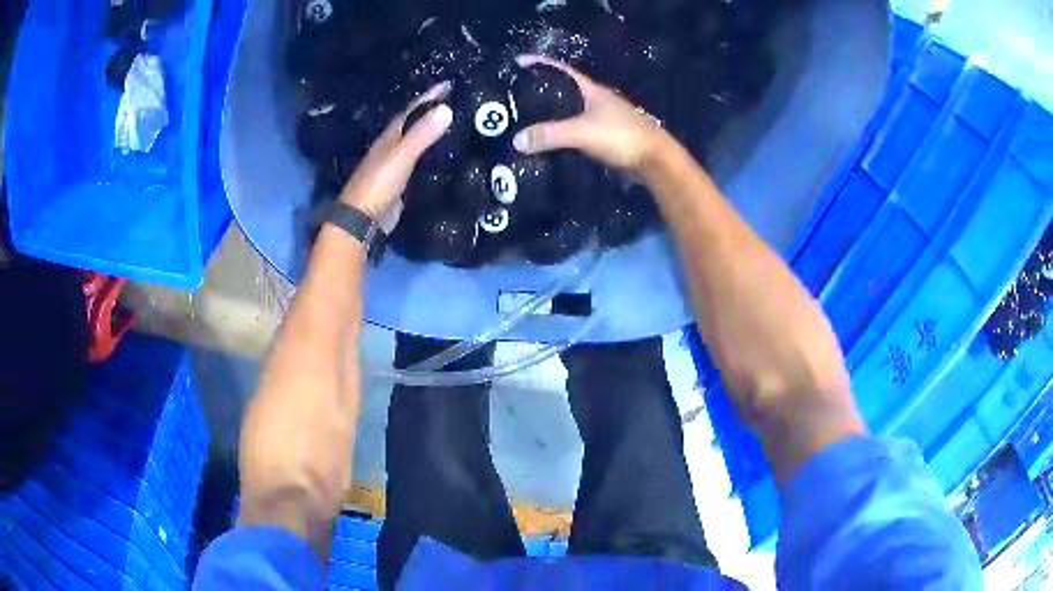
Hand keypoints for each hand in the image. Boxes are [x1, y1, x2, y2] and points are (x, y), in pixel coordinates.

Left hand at [339, 82, 453, 231]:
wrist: (361, 220)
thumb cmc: (379, 184)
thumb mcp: (402, 156)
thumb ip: (422, 134)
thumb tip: (447, 108)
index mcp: (389, 137)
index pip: (411, 111)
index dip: (428, 97)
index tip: (447, 84)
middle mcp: (389, 147)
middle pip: (411, 124)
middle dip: (429, 112)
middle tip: (451, 101)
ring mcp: (392, 166)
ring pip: (414, 143)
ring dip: (428, 132)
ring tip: (450, 125)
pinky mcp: (398, 183)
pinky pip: (416, 162)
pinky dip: (427, 154)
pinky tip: (439, 156)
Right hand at [511, 55, 663, 173]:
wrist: (654, 160)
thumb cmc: (621, 136)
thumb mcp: (582, 132)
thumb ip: (550, 134)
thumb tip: (517, 140)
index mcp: (590, 89)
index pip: (560, 69)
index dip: (539, 63)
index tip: (518, 61)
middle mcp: (594, 100)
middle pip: (562, 89)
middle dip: (540, 89)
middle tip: (514, 95)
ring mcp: (600, 118)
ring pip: (568, 111)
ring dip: (549, 113)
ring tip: (524, 118)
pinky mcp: (602, 136)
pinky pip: (573, 129)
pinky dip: (559, 132)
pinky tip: (547, 140)